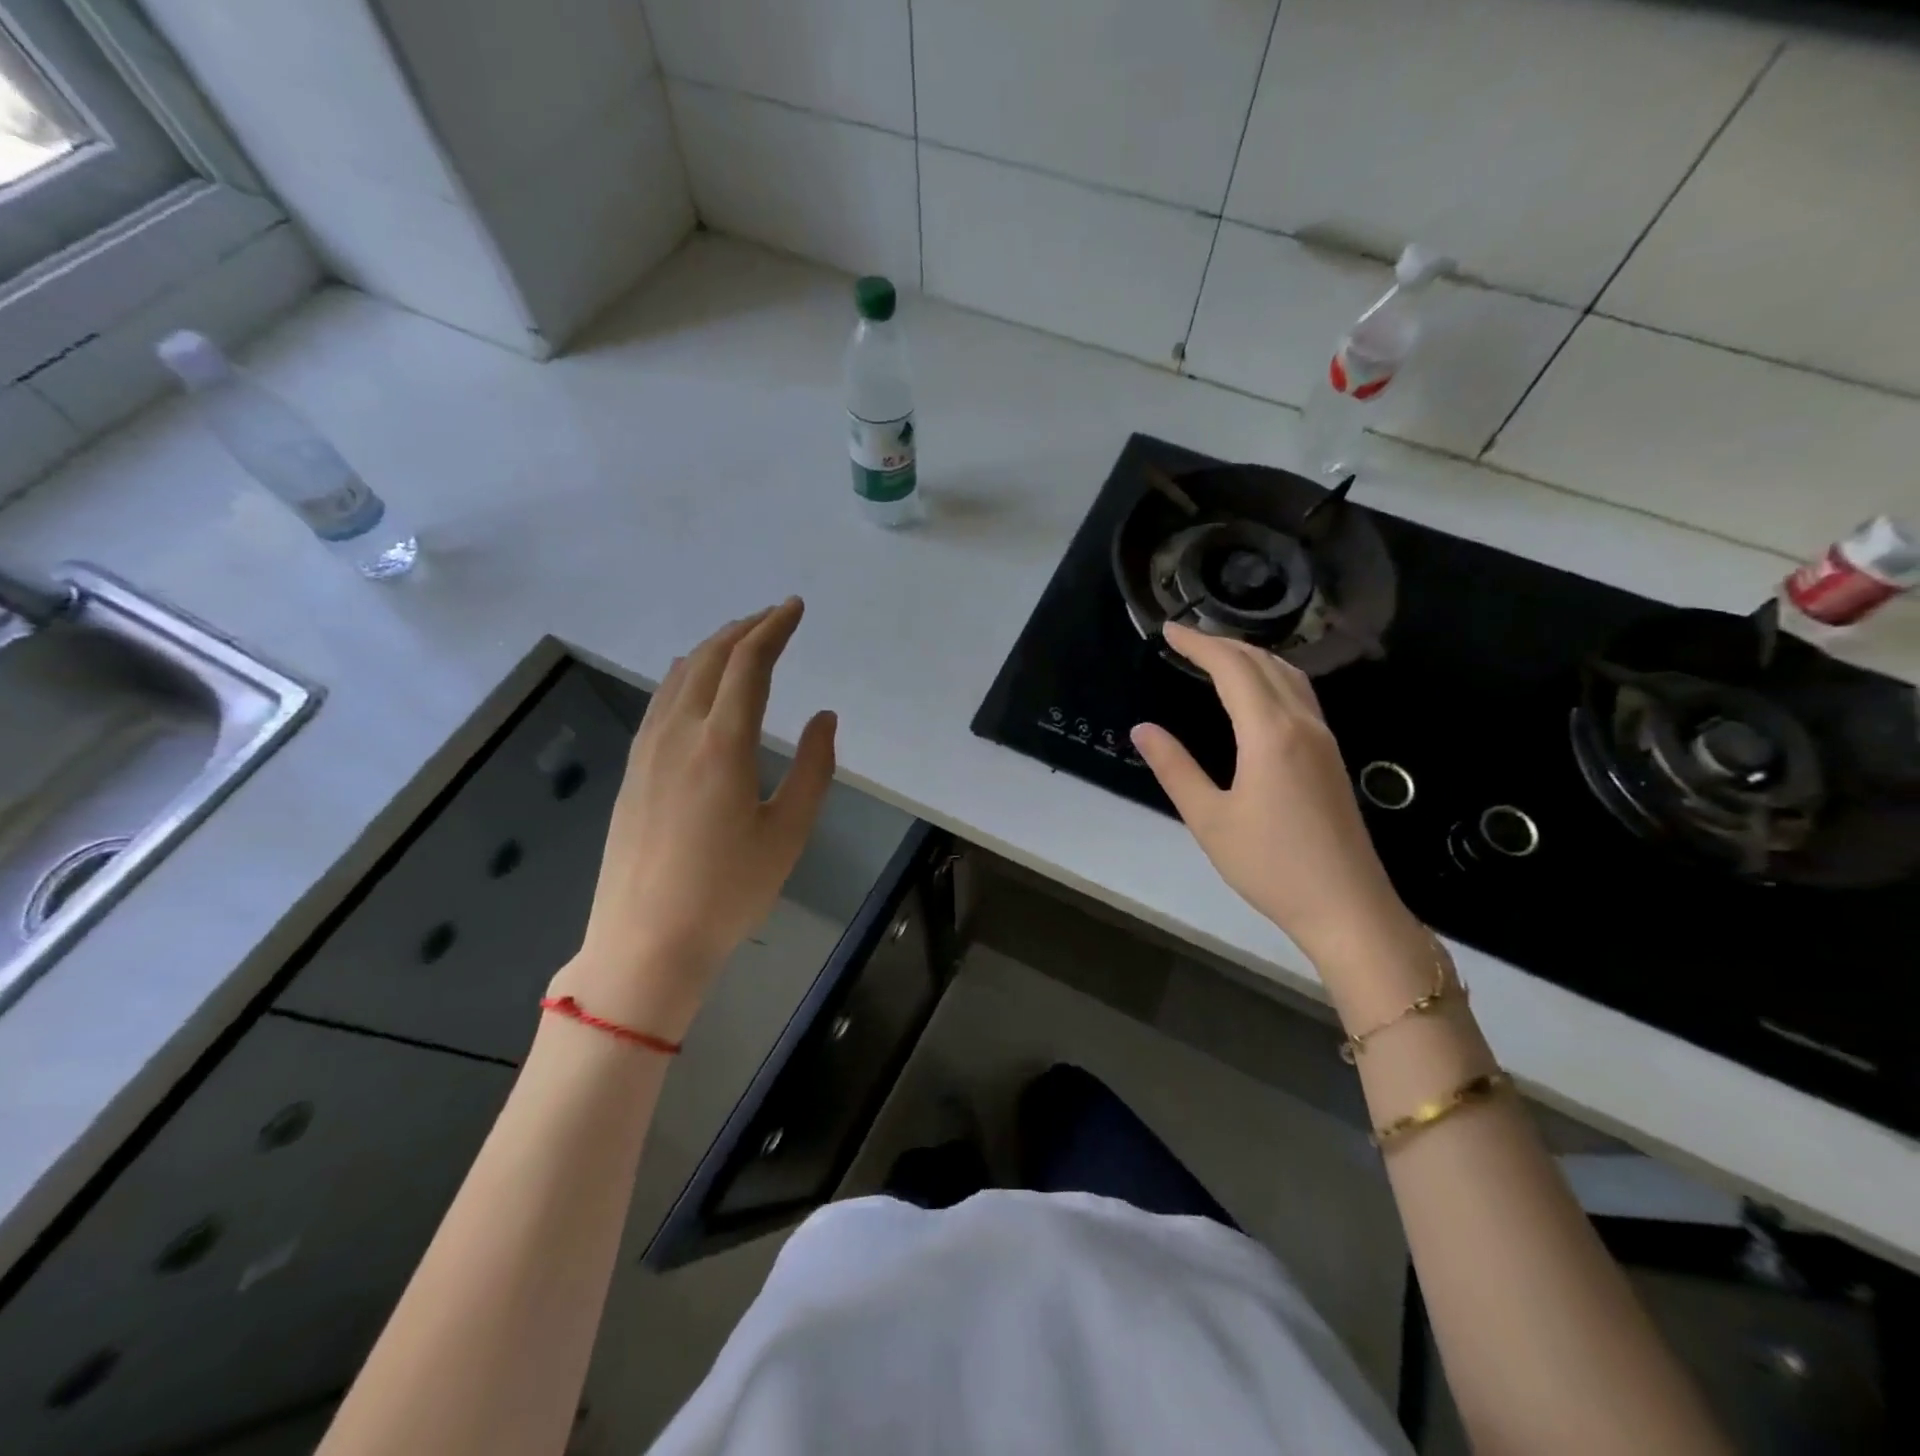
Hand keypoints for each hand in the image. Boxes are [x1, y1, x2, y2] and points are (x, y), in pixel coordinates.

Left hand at [555, 599, 835, 1039]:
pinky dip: (687, 676)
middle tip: (774, 617)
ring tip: (741, 641)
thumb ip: (814, 768)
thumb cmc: (728, 892)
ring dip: (714, 648)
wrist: (645, 942)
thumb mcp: (788, 833)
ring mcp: (648, 750)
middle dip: (744, 629)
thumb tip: (823, 717)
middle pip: (711, 659)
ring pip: (680, 676)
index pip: (749, 664)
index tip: (795, 608)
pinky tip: (695, 684)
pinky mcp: (633, 770)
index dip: (774, 629)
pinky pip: (661, 701)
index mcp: (722, 744)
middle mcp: (679, 733)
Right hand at [1130, 623, 1420, 971]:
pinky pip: (1300, 695)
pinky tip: (1256, 693)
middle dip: (1223, 643)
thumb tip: (1142, 729)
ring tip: (1216, 657)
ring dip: (1251, 656)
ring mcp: (1323, 739)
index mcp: (1270, 733)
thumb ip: (1175, 768)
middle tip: (1185, 639)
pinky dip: (1271, 677)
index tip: (1169, 630)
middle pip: (1264, 663)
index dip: (1199, 644)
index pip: (1233, 668)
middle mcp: (1302, 724)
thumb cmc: (1271, 865)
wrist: (1347, 906)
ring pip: (1289, 676)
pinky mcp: (1331, 757)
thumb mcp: (1209, 819)